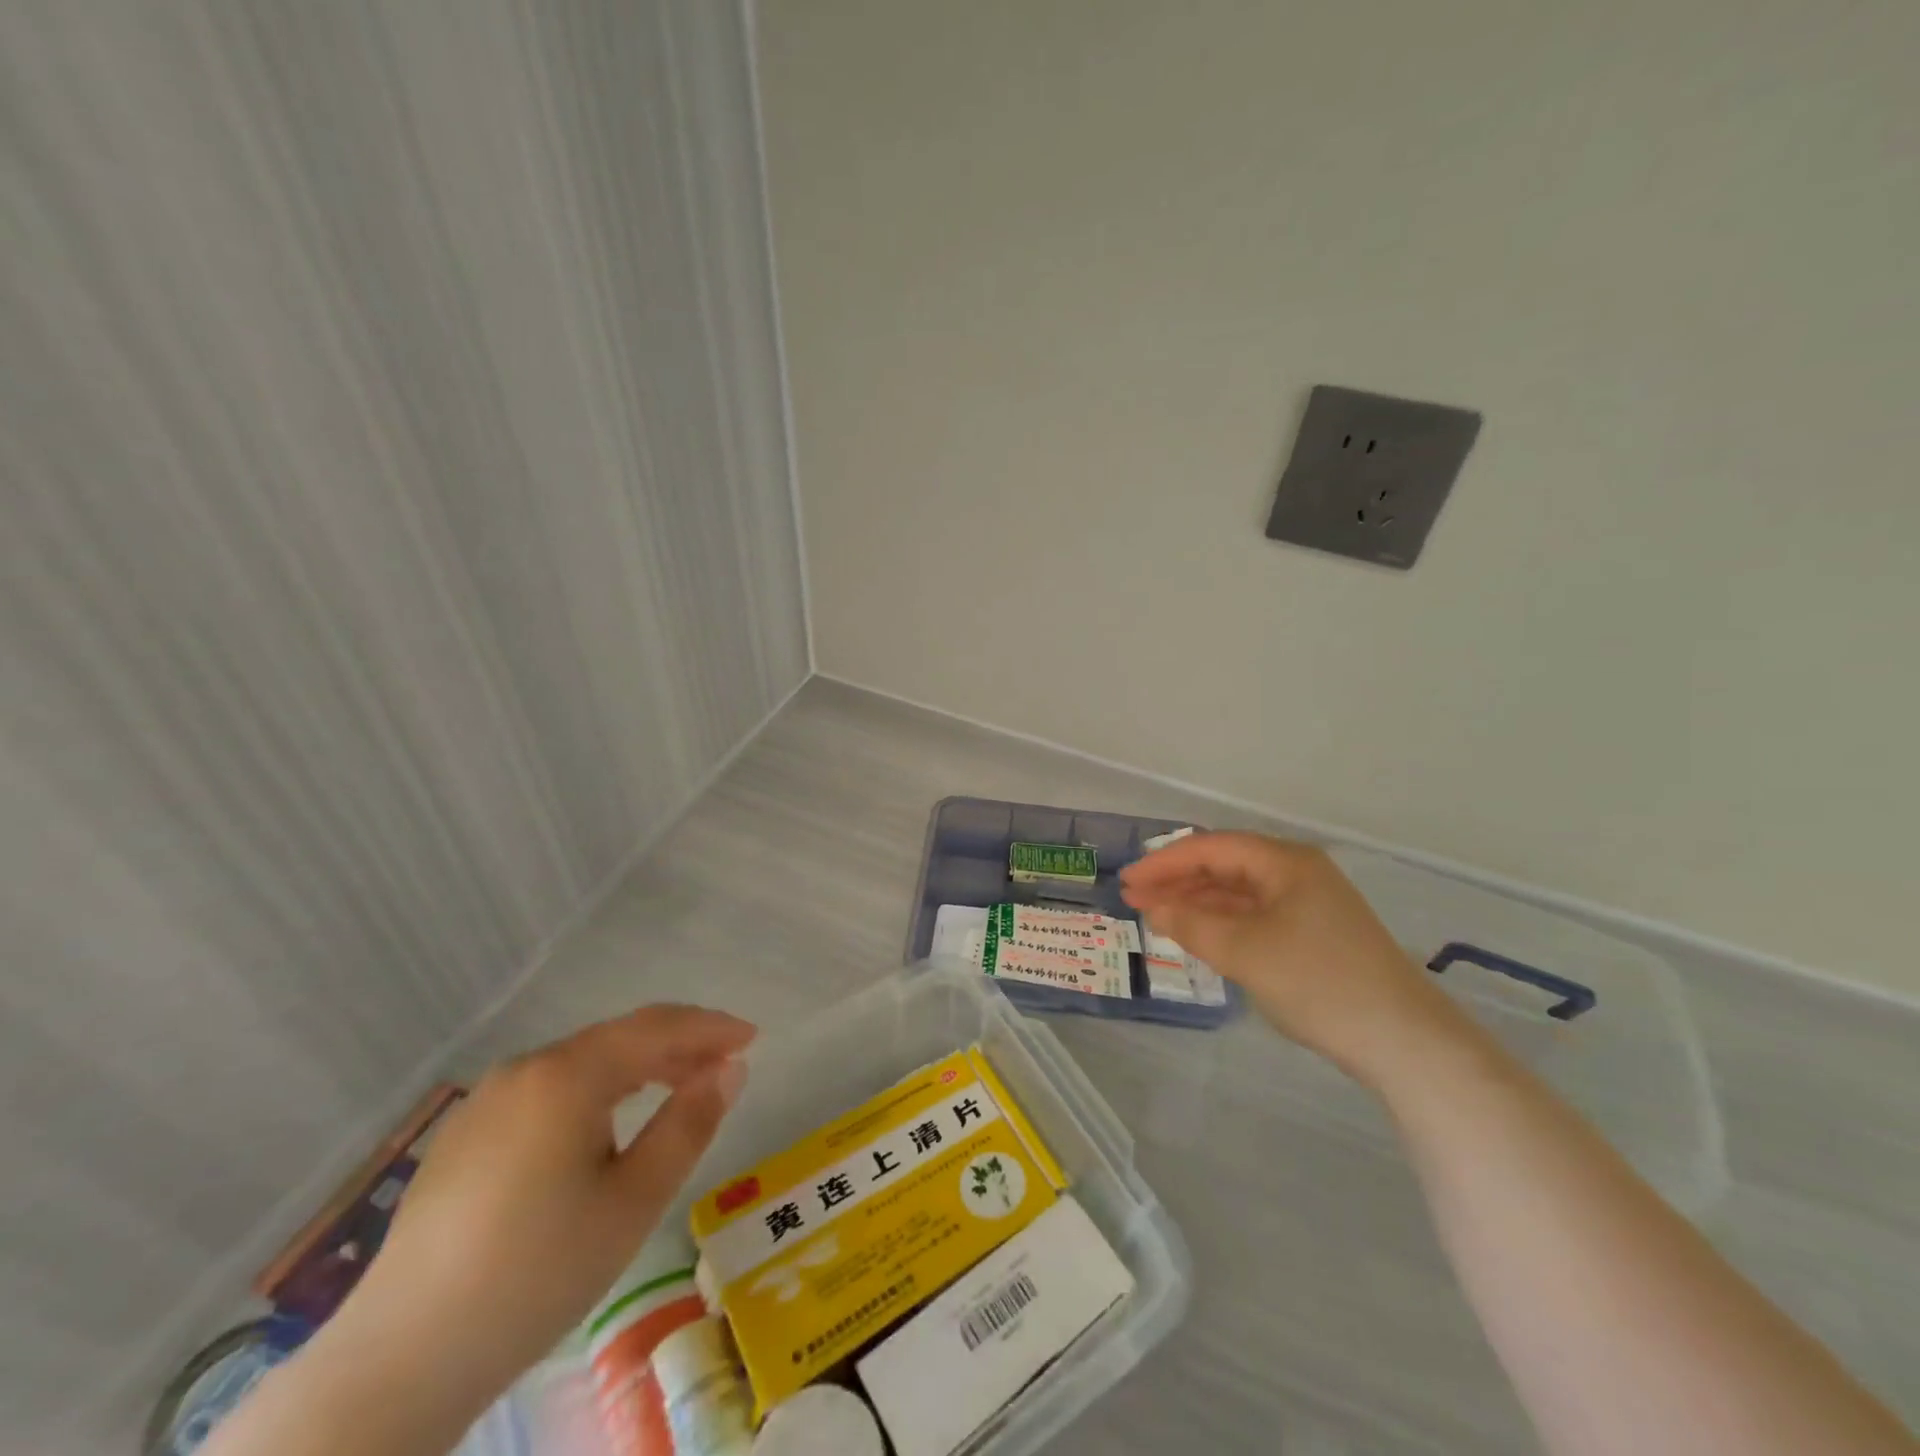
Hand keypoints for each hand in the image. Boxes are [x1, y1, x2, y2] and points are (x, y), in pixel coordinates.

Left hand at [336, 1005, 753, 1419]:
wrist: (399, 1363)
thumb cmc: (537, 1273)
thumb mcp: (634, 1201)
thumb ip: (689, 1123)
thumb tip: (730, 1069)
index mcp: (566, 1075)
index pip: (656, 1028)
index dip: (710, 1028)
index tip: (752, 1038)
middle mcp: (525, 1069)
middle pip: (618, 1039)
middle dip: (678, 1045)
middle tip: (725, 1065)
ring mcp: (488, 1100)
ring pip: (582, 1063)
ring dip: (638, 1067)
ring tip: (678, 1087)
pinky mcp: (465, 1134)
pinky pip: (549, 1090)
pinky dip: (595, 1090)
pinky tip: (608, 1122)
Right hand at [1120, 832, 1464, 1082]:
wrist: (1404, 1040)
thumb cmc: (1319, 982)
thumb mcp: (1245, 951)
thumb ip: (1192, 924)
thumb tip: (1154, 908)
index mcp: (1285, 861)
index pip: (1210, 848)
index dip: (1163, 863)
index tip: (1127, 881)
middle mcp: (1297, 872)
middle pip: (1224, 865)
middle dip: (1177, 881)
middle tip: (1134, 898)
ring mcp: (1308, 904)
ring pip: (1239, 892)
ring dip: (1197, 902)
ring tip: (1157, 916)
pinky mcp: (1314, 934)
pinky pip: (1255, 915)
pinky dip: (1222, 922)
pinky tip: (1200, 935)